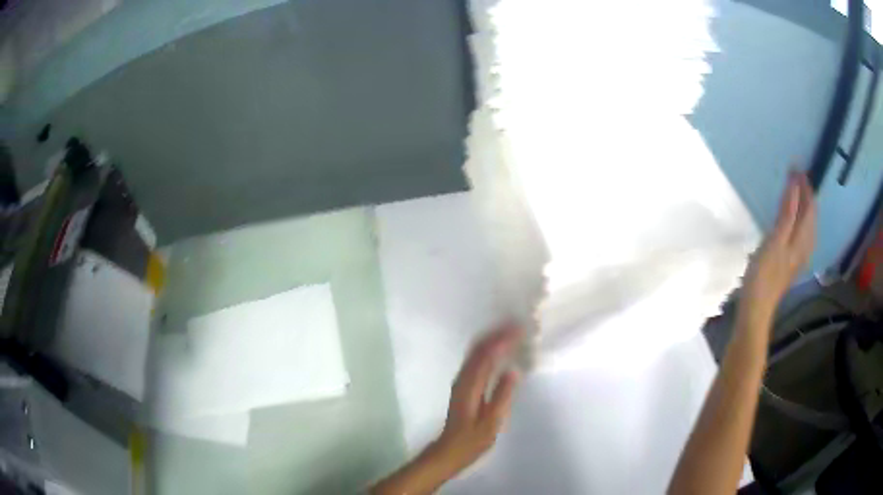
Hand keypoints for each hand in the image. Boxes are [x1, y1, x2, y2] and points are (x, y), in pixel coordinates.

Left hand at [369, 325, 521, 494]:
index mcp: (470, 385)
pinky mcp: (464, 384)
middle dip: (498, 333)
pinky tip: (500, 350)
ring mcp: (462, 380)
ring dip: (493, 338)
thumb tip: (513, 371)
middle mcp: (463, 378)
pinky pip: (476, 359)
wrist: (449, 450)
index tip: (520, 328)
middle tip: (519, 325)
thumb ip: (501, 396)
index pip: (486, 355)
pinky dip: (488, 349)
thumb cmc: (472, 440)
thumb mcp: (491, 423)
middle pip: (479, 347)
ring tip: (512, 331)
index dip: (502, 339)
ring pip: (476, 351)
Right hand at [740, 171, 815, 323]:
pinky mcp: (792, 260)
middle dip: (806, 193)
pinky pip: (802, 232)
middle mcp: (806, 245)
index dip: (805, 185)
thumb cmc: (764, 275)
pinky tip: (793, 218)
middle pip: (811, 215)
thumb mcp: (775, 241)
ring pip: (808, 224)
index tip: (795, 166)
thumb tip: (795, 184)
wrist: (757, 309)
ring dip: (804, 205)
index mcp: (803, 239)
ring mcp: (800, 254)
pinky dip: (799, 217)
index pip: (809, 206)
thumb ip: (787, 213)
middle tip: (795, 174)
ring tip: (795, 189)